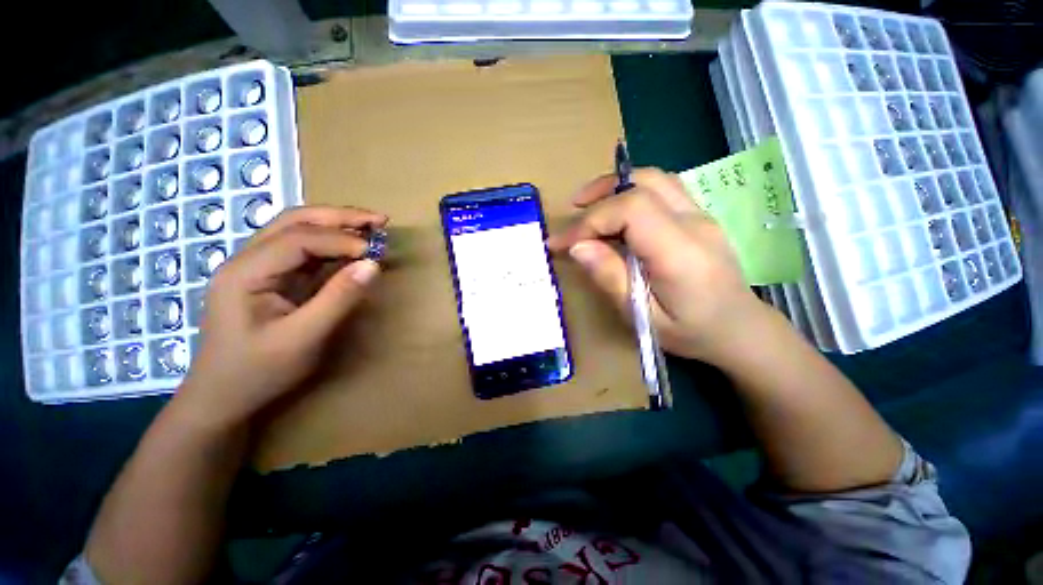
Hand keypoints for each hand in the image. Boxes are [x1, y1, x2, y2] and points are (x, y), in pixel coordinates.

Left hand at [176, 206, 387, 427]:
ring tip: (371, 227)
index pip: (298, 239)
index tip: (376, 252)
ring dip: (336, 226)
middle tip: (379, 220)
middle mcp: (247, 260)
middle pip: (294, 221)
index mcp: (245, 272)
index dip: (341, 240)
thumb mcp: (304, 338)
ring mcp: (257, 268)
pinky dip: (331, 245)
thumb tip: (373, 265)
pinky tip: (351, 248)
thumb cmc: (258, 372)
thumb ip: (339, 298)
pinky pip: (303, 251)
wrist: (222, 398)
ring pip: (297, 231)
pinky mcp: (270, 278)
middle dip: (339, 217)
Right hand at [549, 168, 767, 364]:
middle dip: (599, 194)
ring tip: (588, 206)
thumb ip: (611, 278)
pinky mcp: (698, 215)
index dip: (591, 221)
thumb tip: (578, 247)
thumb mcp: (643, 317)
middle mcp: (694, 223)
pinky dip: (631, 191)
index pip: (631, 210)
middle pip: (642, 183)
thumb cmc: (691, 331)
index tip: (563, 244)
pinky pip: (662, 188)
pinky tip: (617, 214)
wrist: (740, 329)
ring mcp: (701, 214)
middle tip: (571, 215)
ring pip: (653, 178)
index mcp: (681, 252)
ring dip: (615, 187)